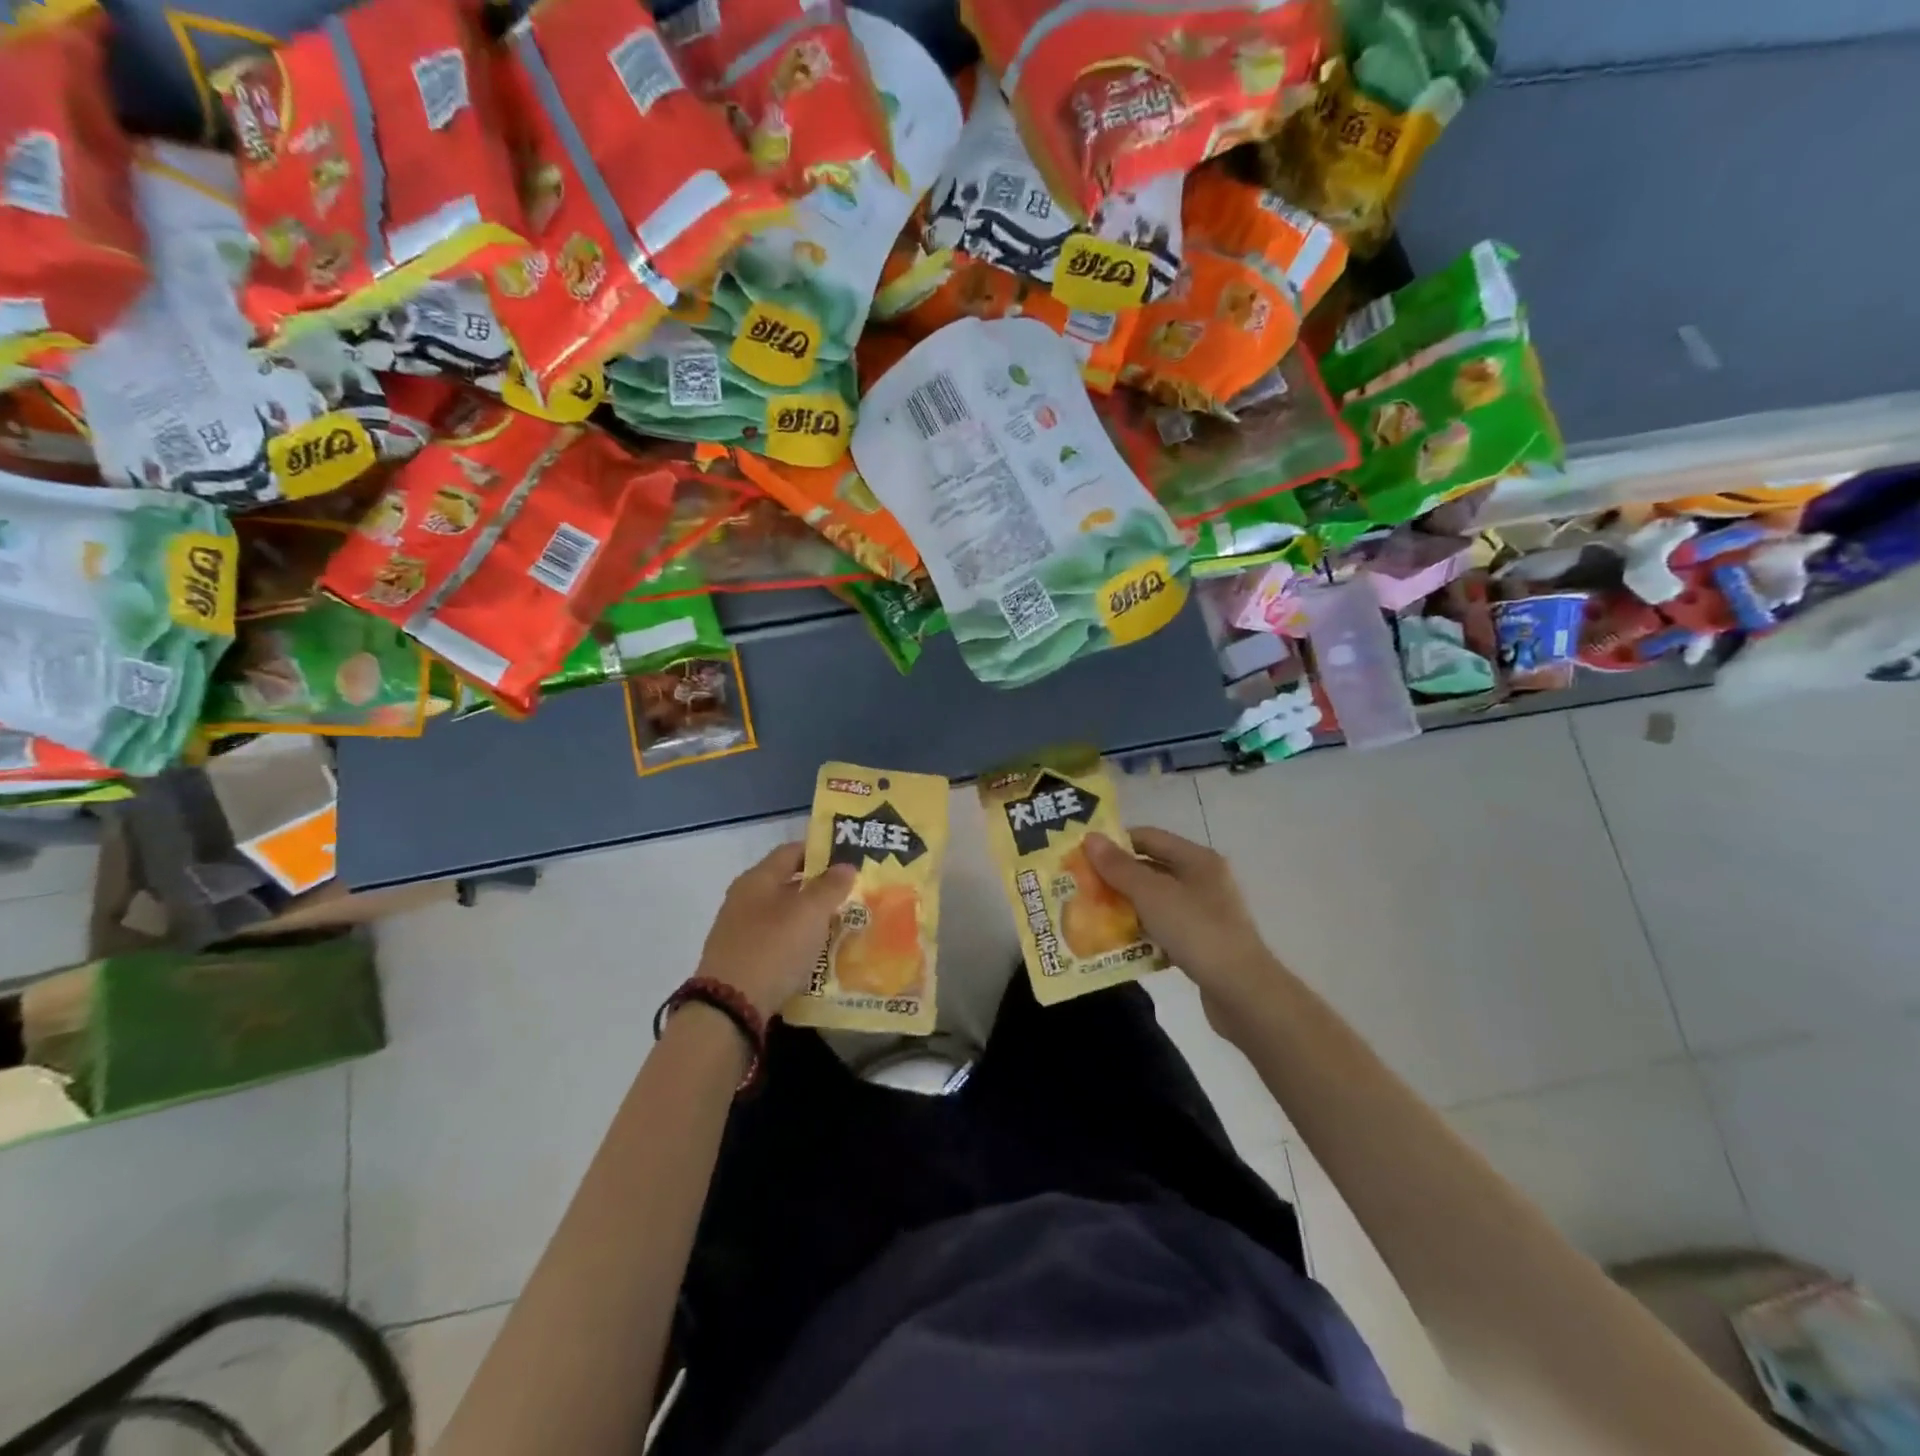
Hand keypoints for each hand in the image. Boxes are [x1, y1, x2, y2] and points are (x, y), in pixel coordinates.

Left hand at [695, 843, 854, 1019]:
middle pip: (787, 883)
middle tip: (851, 895)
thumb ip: (830, 886)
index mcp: (758, 879)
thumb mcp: (809, 913)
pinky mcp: (742, 958)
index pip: (791, 851)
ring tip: (840, 926)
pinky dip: (797, 942)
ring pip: (783, 914)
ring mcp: (740, 930)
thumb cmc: (773, 948)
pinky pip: (776, 941)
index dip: (820, 851)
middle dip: (819, 888)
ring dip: (809, 918)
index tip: (848, 860)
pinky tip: (816, 954)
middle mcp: (744, 898)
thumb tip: (845, 865)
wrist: (729, 1006)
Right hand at [1082, 827, 1279, 1036]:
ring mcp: (1204, 913)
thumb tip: (1090, 838)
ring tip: (1091, 917)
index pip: (1148, 837)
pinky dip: (1142, 933)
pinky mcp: (1202, 943)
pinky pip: (1163, 929)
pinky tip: (1119, 945)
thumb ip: (1119, 867)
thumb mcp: (1151, 894)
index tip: (1083, 856)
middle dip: (1116, 878)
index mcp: (1196, 859)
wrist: (1243, 993)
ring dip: (1126, 907)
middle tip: (1082, 888)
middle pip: (1150, 869)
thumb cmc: (1196, 931)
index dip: (1115, 843)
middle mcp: (1203, 880)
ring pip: (1155, 902)